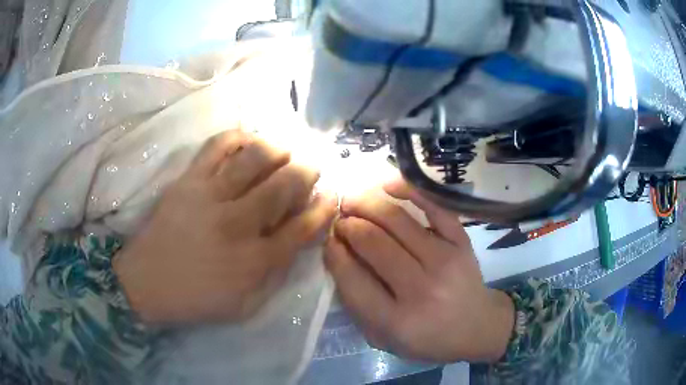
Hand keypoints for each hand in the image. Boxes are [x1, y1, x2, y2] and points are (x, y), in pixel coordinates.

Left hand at [113, 129, 336, 324]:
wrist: (146, 283)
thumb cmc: (197, 299)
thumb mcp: (245, 305)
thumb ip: (275, 276)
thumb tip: (296, 243)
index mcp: (254, 260)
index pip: (302, 228)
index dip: (323, 209)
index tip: (331, 195)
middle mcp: (237, 223)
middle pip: (284, 185)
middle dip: (307, 172)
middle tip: (310, 168)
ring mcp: (210, 196)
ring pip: (255, 158)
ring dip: (278, 150)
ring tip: (283, 153)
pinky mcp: (188, 180)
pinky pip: (218, 146)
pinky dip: (239, 137)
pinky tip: (248, 142)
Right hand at [325, 181, 513, 362]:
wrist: (477, 327)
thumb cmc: (428, 339)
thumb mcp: (385, 338)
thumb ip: (358, 306)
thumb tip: (339, 257)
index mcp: (398, 320)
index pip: (353, 278)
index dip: (334, 253)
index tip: (328, 240)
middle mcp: (421, 288)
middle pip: (373, 242)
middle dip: (348, 224)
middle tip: (339, 219)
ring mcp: (445, 260)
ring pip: (397, 220)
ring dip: (367, 204)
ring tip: (353, 200)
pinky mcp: (461, 242)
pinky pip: (434, 207)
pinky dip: (409, 190)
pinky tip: (387, 185)